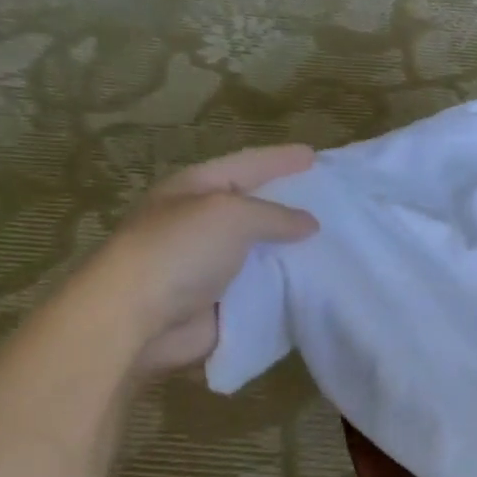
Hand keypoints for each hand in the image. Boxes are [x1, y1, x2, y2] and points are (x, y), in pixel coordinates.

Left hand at [83, 145, 319, 373]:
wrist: (138, 320)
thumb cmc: (179, 252)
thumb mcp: (231, 215)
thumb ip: (275, 215)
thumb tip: (309, 223)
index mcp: (196, 190)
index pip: (247, 165)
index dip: (280, 160)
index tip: (315, 156)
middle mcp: (204, 223)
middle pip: (257, 207)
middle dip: (293, 204)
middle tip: (333, 200)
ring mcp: (214, 264)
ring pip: (266, 250)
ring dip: (296, 248)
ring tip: (338, 242)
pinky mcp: (225, 301)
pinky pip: (268, 288)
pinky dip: (292, 285)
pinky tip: (322, 282)